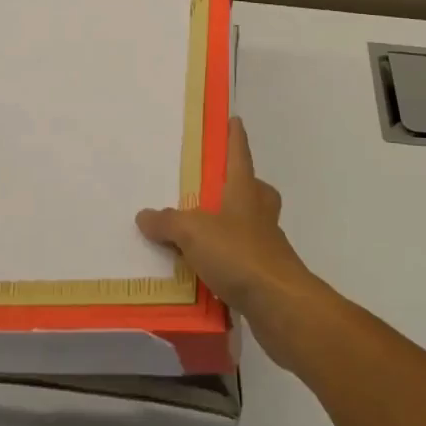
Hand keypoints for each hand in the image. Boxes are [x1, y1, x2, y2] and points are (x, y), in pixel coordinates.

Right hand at [137, 118, 328, 364]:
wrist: (280, 305)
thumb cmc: (239, 254)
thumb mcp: (193, 232)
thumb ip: (168, 222)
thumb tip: (144, 215)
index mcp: (245, 192)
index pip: (240, 155)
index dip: (236, 137)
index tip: (235, 120)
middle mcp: (259, 214)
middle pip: (256, 190)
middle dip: (244, 185)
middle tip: (220, 187)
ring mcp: (268, 246)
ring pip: (253, 225)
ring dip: (235, 226)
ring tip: (203, 233)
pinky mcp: (268, 276)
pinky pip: (245, 260)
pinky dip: (229, 262)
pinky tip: (207, 273)